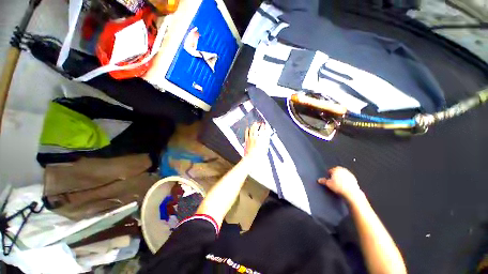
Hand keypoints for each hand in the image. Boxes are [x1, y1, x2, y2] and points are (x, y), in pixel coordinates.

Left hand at [244, 122, 269, 159]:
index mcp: (261, 139)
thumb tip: (267, 136)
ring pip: (251, 129)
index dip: (264, 127)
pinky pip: (246, 133)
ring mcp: (250, 138)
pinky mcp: (246, 140)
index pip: (263, 130)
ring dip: (253, 125)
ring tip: (254, 123)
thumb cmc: (259, 155)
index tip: (264, 125)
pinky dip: (247, 129)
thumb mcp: (265, 148)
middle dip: (258, 124)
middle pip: (257, 128)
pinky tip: (247, 128)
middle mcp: (255, 137)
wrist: (251, 158)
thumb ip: (266, 141)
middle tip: (259, 123)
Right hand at [318, 167, 361, 200]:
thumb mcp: (328, 184)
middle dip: (335, 176)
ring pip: (342, 175)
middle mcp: (343, 170)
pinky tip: (344, 186)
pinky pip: (347, 178)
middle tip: (333, 181)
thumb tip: (319, 180)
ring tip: (338, 184)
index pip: (330, 170)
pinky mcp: (354, 178)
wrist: (351, 193)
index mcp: (336, 169)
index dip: (328, 175)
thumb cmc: (340, 188)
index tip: (328, 179)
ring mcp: (349, 173)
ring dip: (340, 178)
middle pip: (336, 172)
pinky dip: (345, 181)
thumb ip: (323, 181)